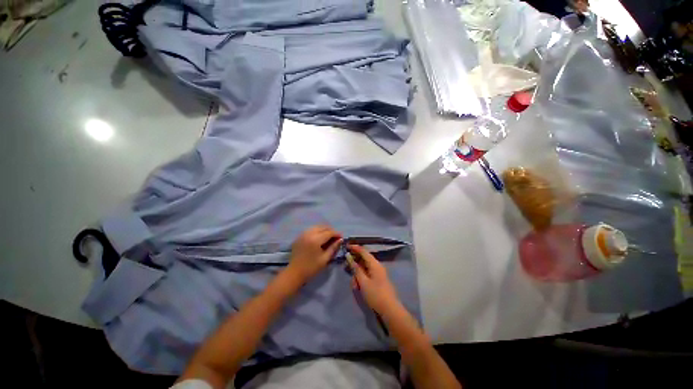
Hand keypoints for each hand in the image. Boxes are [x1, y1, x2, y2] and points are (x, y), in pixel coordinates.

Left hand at [286, 226, 341, 283]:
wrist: (294, 273)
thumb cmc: (311, 268)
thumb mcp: (325, 259)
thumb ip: (333, 247)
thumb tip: (340, 240)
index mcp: (316, 239)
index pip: (329, 232)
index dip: (337, 234)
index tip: (341, 238)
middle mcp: (309, 233)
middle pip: (323, 227)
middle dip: (331, 231)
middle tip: (336, 237)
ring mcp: (303, 234)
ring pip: (317, 227)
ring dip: (324, 230)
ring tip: (328, 237)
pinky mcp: (299, 236)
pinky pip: (310, 230)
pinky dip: (317, 231)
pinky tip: (319, 238)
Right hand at [346, 245, 399, 314]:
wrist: (390, 310)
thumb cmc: (375, 294)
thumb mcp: (363, 282)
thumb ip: (356, 269)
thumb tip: (349, 257)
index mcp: (374, 263)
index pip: (363, 251)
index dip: (354, 247)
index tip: (346, 246)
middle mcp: (377, 265)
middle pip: (364, 258)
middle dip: (354, 262)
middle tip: (346, 268)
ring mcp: (378, 272)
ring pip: (365, 267)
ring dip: (357, 272)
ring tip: (353, 283)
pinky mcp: (378, 279)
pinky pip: (367, 273)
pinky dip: (361, 277)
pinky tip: (358, 285)